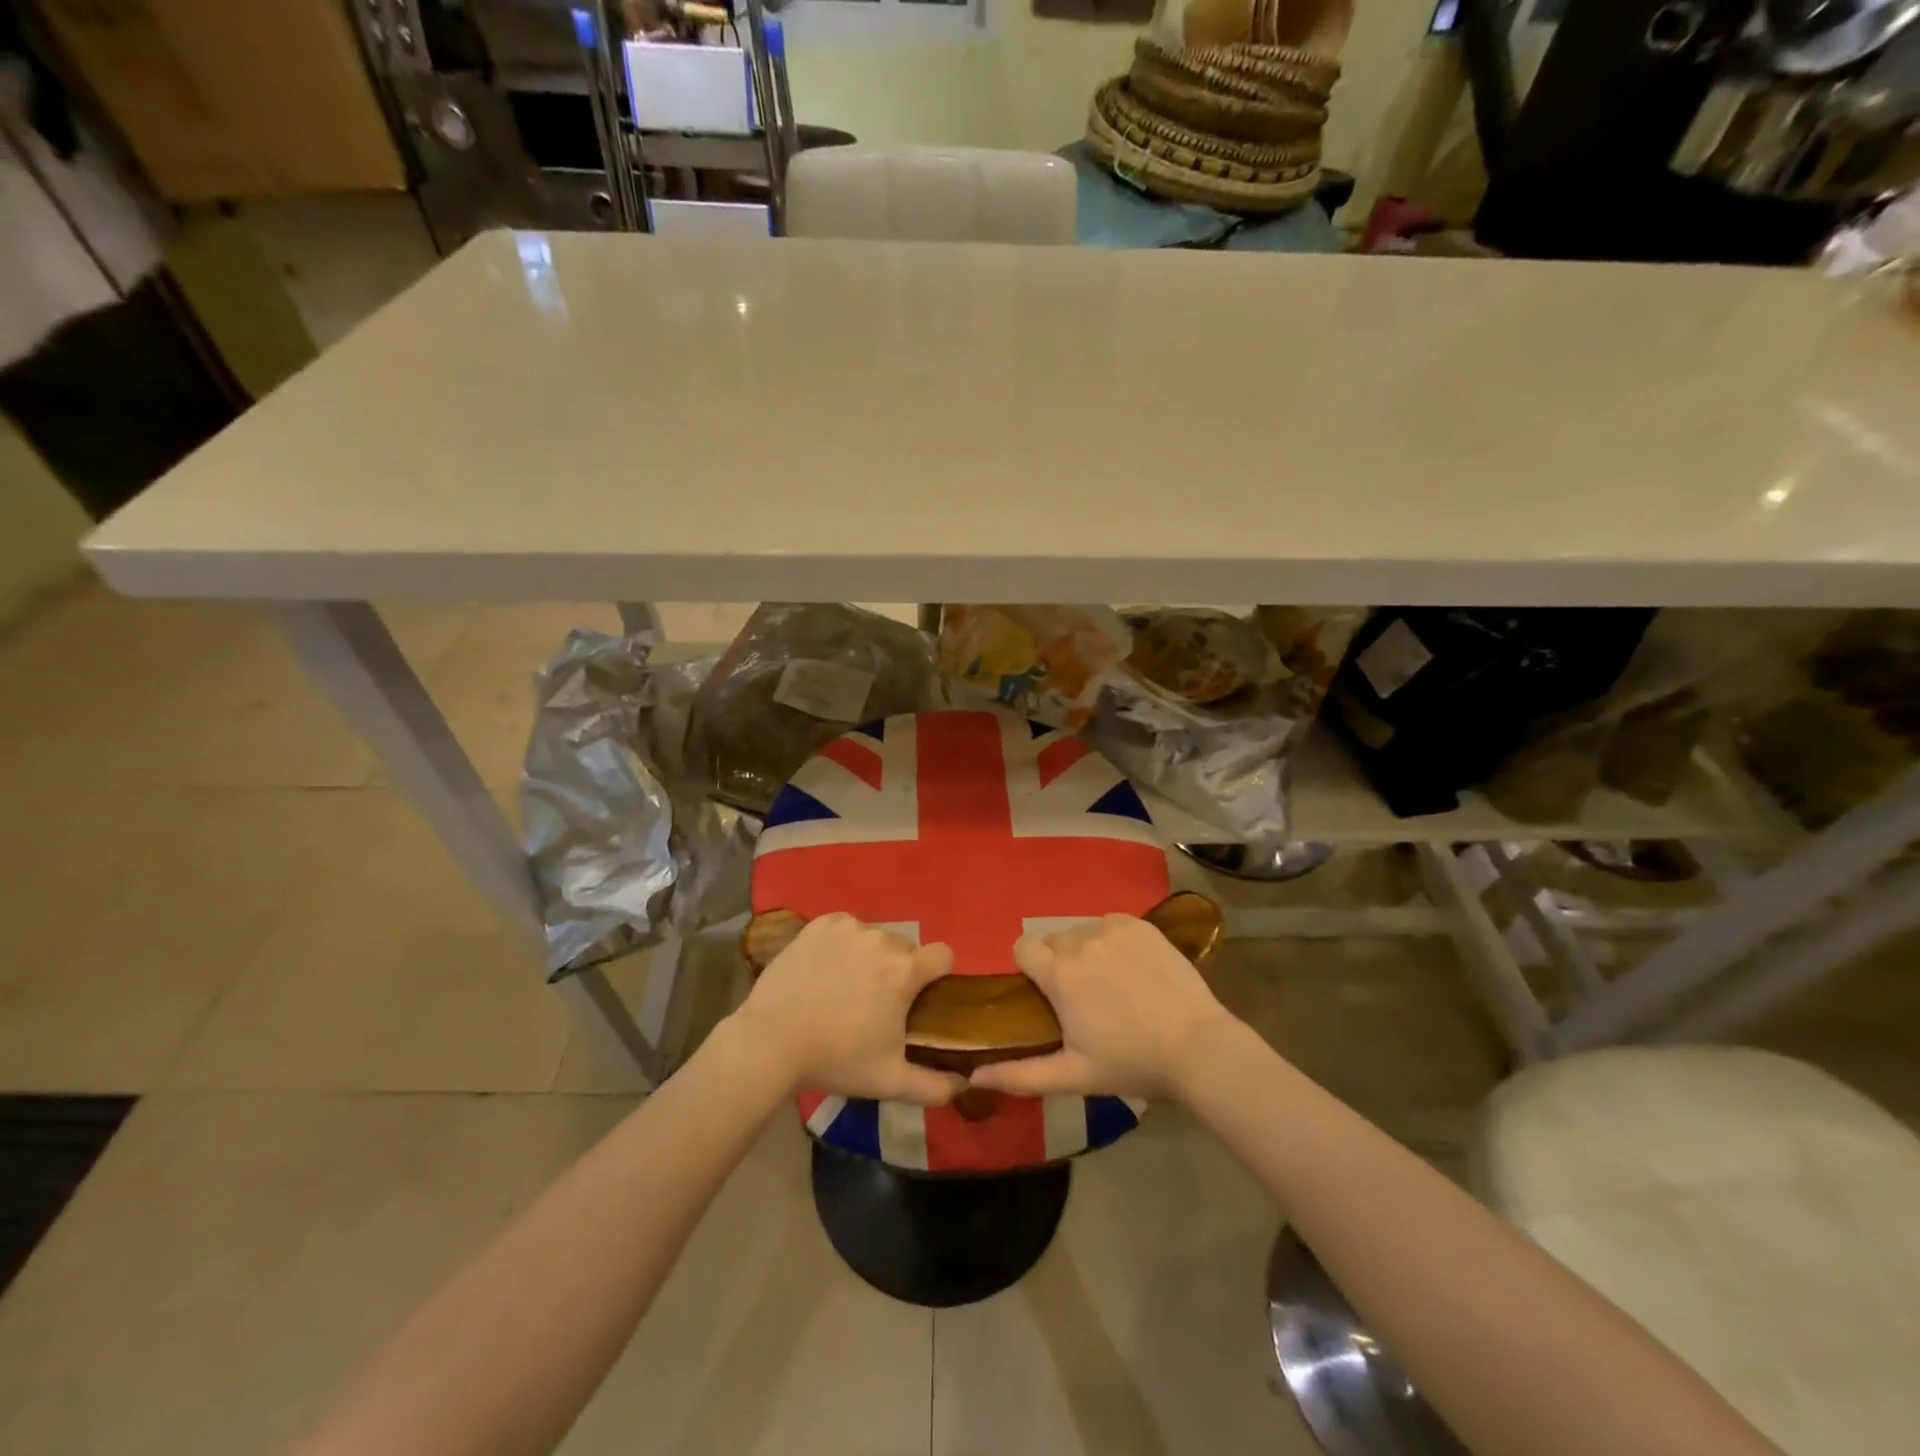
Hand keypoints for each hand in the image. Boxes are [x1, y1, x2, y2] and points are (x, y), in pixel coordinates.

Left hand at [727, 913, 964, 1105]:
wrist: (771, 1042)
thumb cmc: (836, 1059)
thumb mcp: (890, 1082)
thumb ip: (935, 1087)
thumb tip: (964, 1084)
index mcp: (906, 970)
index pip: (943, 955)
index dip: (937, 976)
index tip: (920, 999)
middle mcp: (882, 939)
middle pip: (906, 949)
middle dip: (899, 971)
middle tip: (876, 1004)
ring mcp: (848, 928)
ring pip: (875, 937)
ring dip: (870, 957)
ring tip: (844, 989)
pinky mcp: (819, 925)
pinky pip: (845, 927)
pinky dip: (842, 944)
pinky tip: (825, 969)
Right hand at [967, 914, 1235, 1099]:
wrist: (1198, 1047)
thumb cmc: (1131, 1063)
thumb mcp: (1073, 1076)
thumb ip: (1019, 1074)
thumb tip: (973, 1075)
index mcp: (1060, 974)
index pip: (1022, 947)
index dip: (1029, 968)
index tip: (1046, 994)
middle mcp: (1082, 941)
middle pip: (1054, 941)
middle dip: (1060, 964)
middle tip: (1084, 998)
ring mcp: (1114, 928)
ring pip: (1083, 932)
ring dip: (1087, 951)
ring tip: (1112, 984)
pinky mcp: (1141, 925)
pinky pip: (1111, 924)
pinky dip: (1114, 941)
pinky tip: (1133, 969)